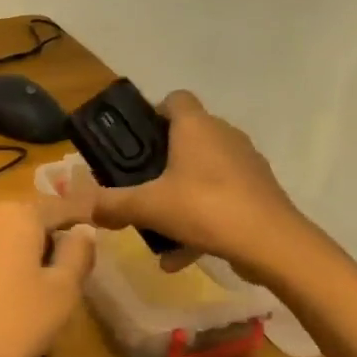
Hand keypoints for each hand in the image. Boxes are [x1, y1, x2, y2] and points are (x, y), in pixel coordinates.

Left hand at [0, 198, 95, 356]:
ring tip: (38, 283)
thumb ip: (78, 253)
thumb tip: (83, 230)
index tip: (98, 228)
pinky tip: (4, 292)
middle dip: (49, 235)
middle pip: (28, 217)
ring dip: (22, 248)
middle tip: (69, 266)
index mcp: (17, 212)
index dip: (81, 218)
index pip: (60, 207)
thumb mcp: (62, 292)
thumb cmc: (14, 325)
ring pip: (2, 233)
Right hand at [79, 90, 311, 279]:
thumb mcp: (148, 207)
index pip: (175, 98)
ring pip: (204, 173)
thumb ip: (112, 204)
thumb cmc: (205, 207)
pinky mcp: (259, 192)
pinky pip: (221, 199)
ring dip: (181, 197)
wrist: (272, 243)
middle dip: (163, 162)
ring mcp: (246, 164)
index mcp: (196, 126)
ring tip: (159, 230)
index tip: (136, 141)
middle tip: (141, 186)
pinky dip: (202, 222)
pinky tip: (181, 257)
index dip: (153, 113)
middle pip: (188, 137)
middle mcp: (224, 135)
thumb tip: (85, 207)